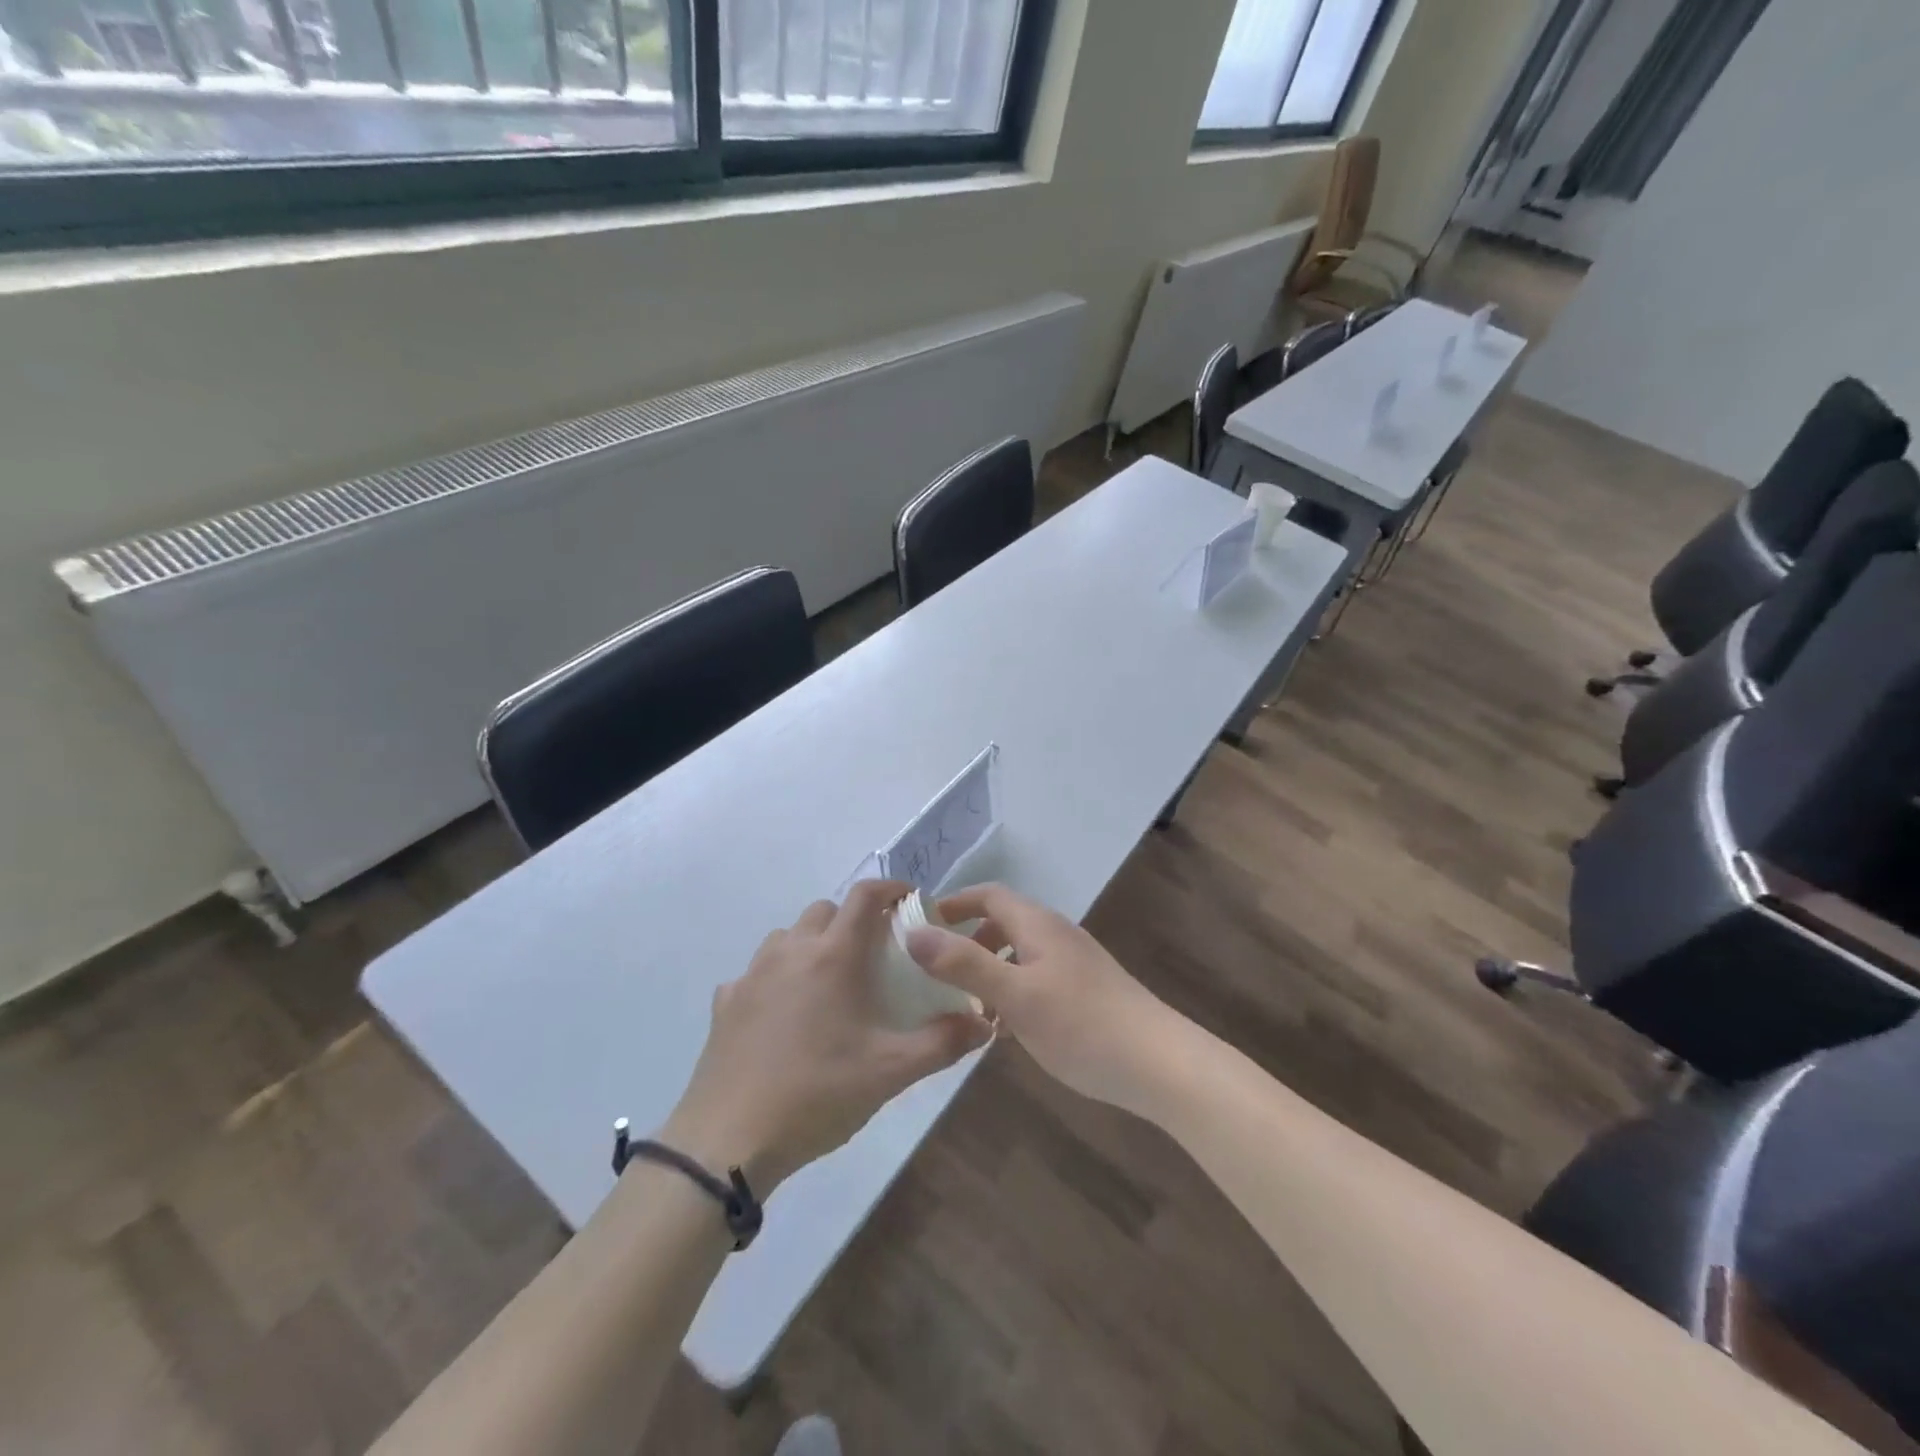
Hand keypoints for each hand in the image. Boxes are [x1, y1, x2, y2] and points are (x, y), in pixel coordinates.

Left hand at [662, 880, 993, 1193]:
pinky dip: (778, 978)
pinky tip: (785, 1016)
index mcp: (833, 956)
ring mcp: (752, 974)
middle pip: (825, 910)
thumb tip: (984, 1023)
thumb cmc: (817, 1094)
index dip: (891, 889)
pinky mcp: (726, 1001)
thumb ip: (943, 1043)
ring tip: (829, 983)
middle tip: (874, 954)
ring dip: (813, 944)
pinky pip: (757, 972)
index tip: (910, 901)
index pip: (864, 896)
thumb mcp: (890, 1073)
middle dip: (852, 920)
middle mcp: (790, 951)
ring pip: (788, 936)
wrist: (728, 1140)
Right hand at [905, 883, 1176, 1113]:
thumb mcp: (1014, 995)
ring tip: (966, 1007)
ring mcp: (1075, 963)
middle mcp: (1056, 934)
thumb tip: (913, 933)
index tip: (922, 924)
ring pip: (1020, 954)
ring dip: (990, 971)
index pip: (989, 895)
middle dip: (969, 941)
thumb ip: (964, 963)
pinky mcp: (1087, 990)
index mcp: (1037, 925)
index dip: (955, 903)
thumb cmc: (1081, 1024)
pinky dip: (1013, 991)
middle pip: (1004, 923)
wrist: (1158, 1063)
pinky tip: (1007, 1030)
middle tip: (938, 971)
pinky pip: (1037, 978)